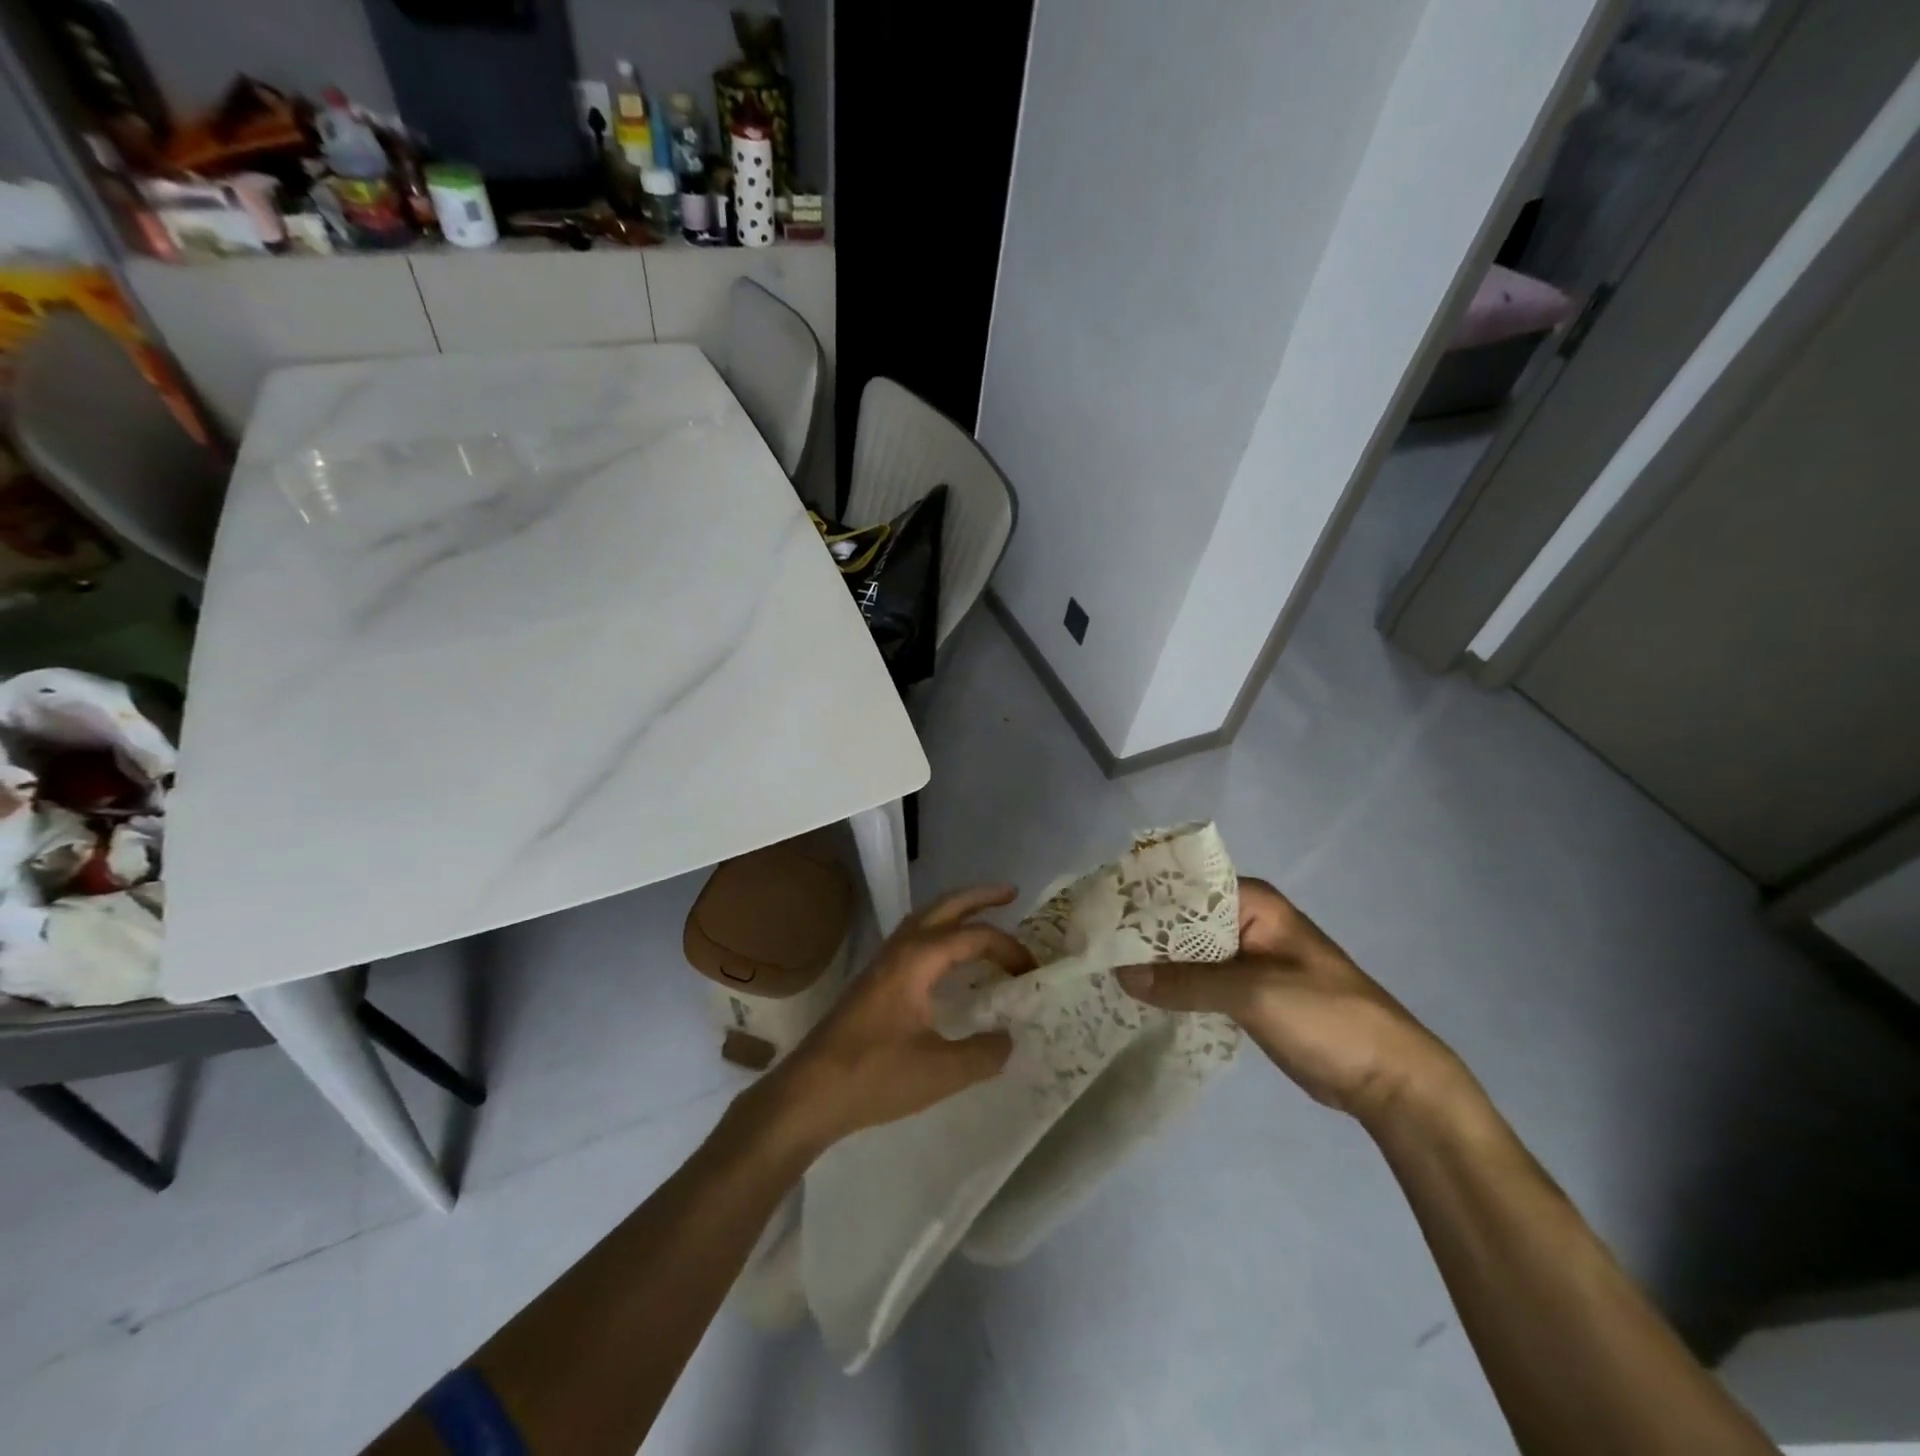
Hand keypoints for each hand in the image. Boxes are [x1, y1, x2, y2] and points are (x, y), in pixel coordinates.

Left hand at [765, 885, 1033, 1152]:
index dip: (1008, 948)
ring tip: (983, 918)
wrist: (810, 1092)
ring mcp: (882, 963)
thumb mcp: (941, 1071)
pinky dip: (939, 935)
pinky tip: (947, 960)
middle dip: (979, 897)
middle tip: (1012, 893)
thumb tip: (1008, 1039)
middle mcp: (899, 950)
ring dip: (955, 913)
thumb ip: (983, 1053)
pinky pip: (913, 940)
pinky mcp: (873, 981)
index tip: (1032, 971)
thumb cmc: (874, 1076)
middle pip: (944, 907)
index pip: (973, 937)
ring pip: (924, 920)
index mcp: (917, 960)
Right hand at [1116, 878, 1459, 1121]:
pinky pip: (1195, 978)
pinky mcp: (1242, 991)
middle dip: (1139, 931)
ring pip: (1184, 950)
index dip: (1139, 896)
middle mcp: (1243, 921)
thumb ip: (1187, 981)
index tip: (1094, 911)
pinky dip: (1170, 983)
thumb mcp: (1254, 993)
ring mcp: (1242, 957)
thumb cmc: (1327, 1017)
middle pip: (1179, 918)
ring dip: (1152, 958)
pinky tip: (1135, 992)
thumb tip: (1122, 973)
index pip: (1182, 886)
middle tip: (1088, 942)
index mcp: (1251, 902)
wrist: (1388, 1078)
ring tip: (1100, 965)